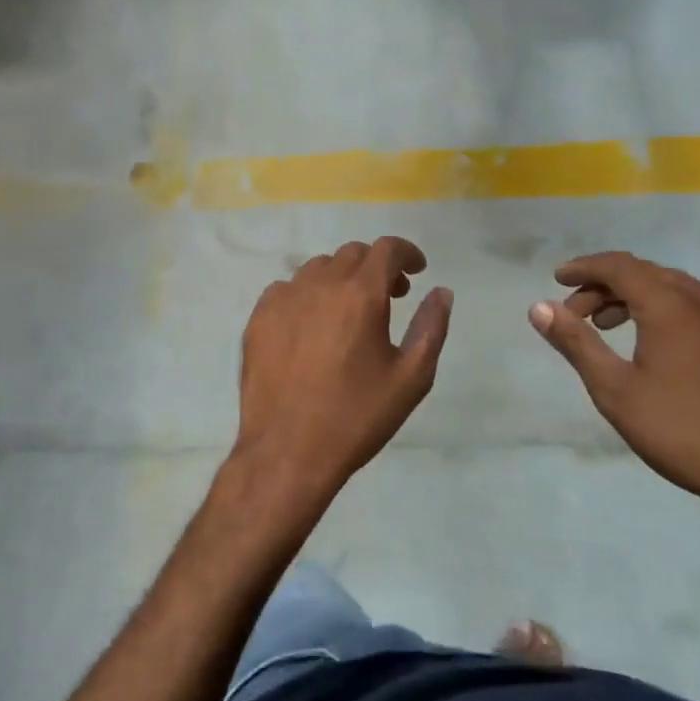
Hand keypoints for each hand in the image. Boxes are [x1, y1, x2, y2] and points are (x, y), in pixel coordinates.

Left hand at [231, 237, 452, 520]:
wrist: (288, 451)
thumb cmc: (357, 417)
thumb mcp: (411, 378)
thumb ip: (431, 327)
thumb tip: (441, 292)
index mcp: (360, 294)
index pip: (386, 249)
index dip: (406, 253)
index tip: (416, 270)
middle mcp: (319, 285)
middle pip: (352, 254)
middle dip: (376, 267)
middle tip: (390, 297)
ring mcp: (283, 299)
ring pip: (318, 268)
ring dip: (341, 279)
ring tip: (350, 313)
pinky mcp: (258, 318)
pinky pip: (286, 289)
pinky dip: (307, 295)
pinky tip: (312, 326)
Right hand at [529, 251, 699, 523]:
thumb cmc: (681, 430)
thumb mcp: (614, 389)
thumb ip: (576, 342)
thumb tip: (539, 307)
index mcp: (670, 306)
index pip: (619, 266)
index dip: (584, 268)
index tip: (557, 279)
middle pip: (646, 273)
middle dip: (605, 285)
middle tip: (577, 314)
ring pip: (674, 289)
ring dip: (635, 298)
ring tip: (609, 327)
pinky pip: (697, 308)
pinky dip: (664, 311)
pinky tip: (656, 345)